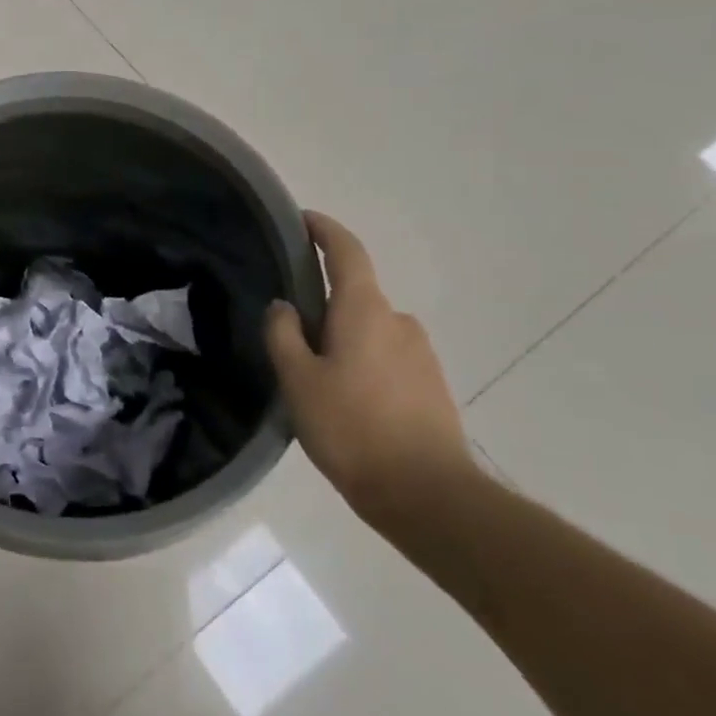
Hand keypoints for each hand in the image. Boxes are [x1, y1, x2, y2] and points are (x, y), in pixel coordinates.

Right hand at [264, 211, 474, 528]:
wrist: (427, 494)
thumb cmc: (352, 428)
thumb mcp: (298, 381)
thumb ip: (284, 335)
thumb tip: (284, 306)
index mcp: (365, 310)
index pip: (346, 251)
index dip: (323, 230)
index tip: (302, 220)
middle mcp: (398, 321)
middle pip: (355, 294)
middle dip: (323, 303)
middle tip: (289, 331)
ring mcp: (420, 354)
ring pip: (370, 330)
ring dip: (343, 339)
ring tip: (314, 377)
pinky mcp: (431, 385)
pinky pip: (387, 357)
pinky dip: (362, 363)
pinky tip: (345, 401)